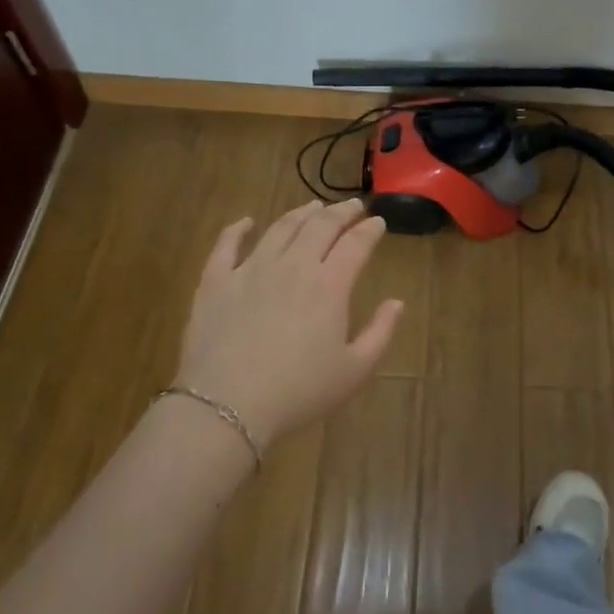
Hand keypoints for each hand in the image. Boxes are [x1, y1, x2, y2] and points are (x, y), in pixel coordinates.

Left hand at [173, 199, 402, 451]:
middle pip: (320, 226)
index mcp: (329, 285)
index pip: (356, 244)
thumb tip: (397, 302)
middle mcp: (293, 265)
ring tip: (312, 206)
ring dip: (300, 213)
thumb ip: (381, 332)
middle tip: (352, 206)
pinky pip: (226, 245)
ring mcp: (251, 269)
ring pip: (280, 228)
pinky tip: (246, 222)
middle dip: (341, 212)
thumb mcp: (354, 371)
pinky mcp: (216, 281)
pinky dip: (238, 229)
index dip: (370, 229)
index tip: (379, 222)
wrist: (227, 407)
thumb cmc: (298, 393)